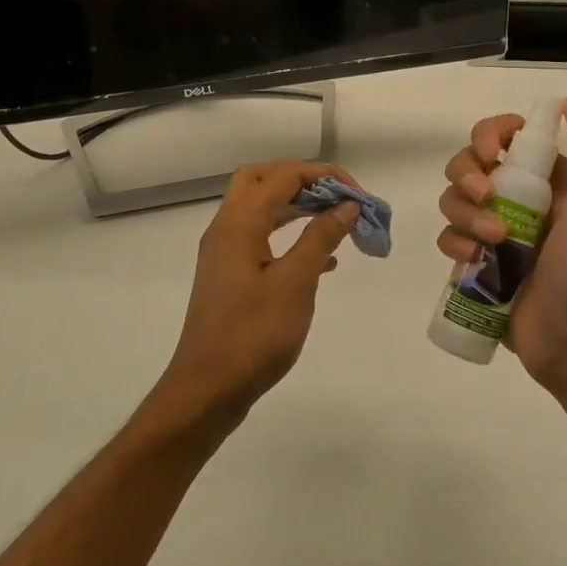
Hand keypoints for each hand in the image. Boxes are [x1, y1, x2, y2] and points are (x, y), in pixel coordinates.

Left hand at [159, 160, 360, 422]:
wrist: (207, 390)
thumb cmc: (253, 335)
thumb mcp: (295, 284)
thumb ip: (321, 238)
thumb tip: (346, 206)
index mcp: (239, 223)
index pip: (283, 175)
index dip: (324, 175)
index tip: (359, 195)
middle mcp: (227, 228)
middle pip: (263, 180)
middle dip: (304, 181)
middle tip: (338, 198)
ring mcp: (225, 253)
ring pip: (262, 209)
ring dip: (299, 207)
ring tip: (338, 221)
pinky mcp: (231, 276)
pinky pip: (262, 238)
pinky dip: (291, 235)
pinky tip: (324, 261)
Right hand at [436, 99, 566, 389]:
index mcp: (547, 180)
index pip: (505, 136)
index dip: (488, 134)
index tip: (488, 152)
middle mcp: (516, 199)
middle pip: (468, 164)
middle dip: (468, 175)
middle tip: (487, 198)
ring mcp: (492, 232)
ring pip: (453, 200)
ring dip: (466, 215)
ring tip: (494, 243)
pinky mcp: (475, 264)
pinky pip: (447, 238)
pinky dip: (455, 244)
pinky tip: (473, 262)